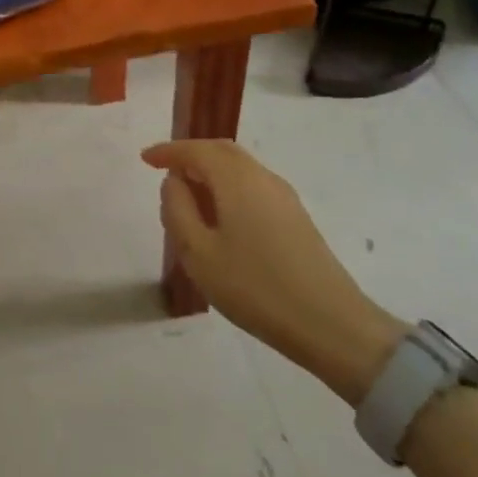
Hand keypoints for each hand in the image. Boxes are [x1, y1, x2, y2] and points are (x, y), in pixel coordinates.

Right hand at [143, 139, 405, 404]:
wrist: (332, 325)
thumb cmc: (256, 287)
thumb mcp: (199, 253)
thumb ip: (177, 210)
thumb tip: (174, 182)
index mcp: (236, 179)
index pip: (196, 151)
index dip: (168, 151)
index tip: (145, 158)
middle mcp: (262, 178)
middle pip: (222, 151)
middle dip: (191, 155)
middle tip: (165, 170)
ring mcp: (284, 197)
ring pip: (240, 168)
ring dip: (210, 172)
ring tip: (188, 198)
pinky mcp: (296, 218)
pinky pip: (252, 186)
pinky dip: (228, 188)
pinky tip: (220, 218)